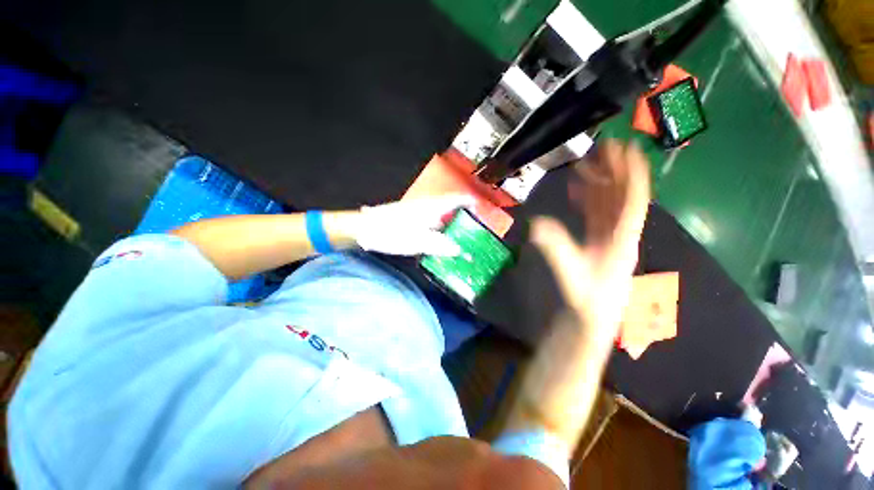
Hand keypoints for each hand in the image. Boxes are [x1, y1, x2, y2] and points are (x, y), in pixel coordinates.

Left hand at [352, 195, 475, 256]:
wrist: (363, 229)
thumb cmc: (390, 233)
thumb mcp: (417, 242)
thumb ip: (439, 246)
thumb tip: (458, 250)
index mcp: (429, 207)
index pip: (454, 199)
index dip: (468, 201)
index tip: (479, 207)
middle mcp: (424, 206)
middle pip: (448, 208)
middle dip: (461, 216)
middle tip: (471, 229)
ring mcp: (415, 212)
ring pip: (438, 216)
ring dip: (449, 224)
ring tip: (458, 238)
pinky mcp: (408, 219)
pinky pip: (429, 222)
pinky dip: (437, 230)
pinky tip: (437, 241)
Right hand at [530, 140, 650, 336]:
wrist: (594, 314)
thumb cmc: (588, 296)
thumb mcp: (572, 272)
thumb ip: (555, 248)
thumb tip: (535, 224)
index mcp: (621, 237)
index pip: (633, 200)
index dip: (632, 174)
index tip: (627, 149)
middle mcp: (620, 231)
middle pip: (622, 195)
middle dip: (616, 170)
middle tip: (605, 147)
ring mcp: (610, 234)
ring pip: (609, 202)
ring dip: (601, 182)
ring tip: (588, 163)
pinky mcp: (599, 239)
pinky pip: (597, 213)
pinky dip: (590, 198)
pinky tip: (580, 189)